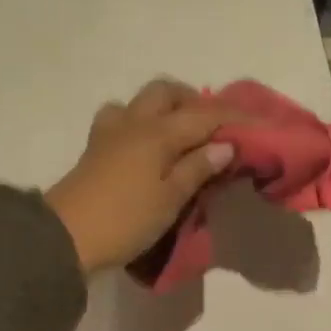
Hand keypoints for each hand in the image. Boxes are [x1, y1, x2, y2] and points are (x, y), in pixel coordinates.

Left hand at [45, 80, 235, 274]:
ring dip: (164, 108)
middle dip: (195, 101)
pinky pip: (120, 119)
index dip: (236, 118)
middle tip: (214, 127)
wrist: (66, 237)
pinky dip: (139, 122)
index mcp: (158, 132)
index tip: (263, 125)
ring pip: (140, 101)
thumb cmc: (125, 220)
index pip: (205, 115)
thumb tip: (224, 145)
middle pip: (166, 92)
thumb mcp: (170, 199)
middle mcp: (134, 122)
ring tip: (180, 134)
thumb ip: (197, 169)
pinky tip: (145, 144)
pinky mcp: (94, 149)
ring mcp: (109, 132)